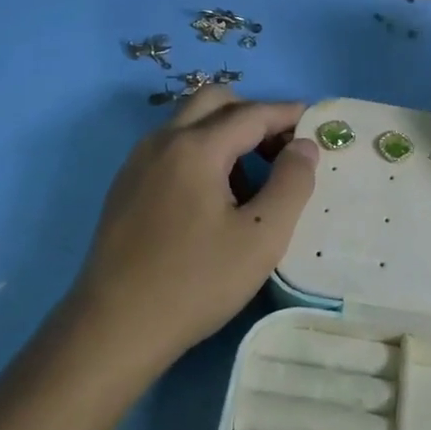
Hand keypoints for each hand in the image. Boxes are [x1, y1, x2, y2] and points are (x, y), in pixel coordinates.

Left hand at [70, 88, 318, 372]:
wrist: (114, 328)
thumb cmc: (196, 282)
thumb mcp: (260, 237)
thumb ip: (291, 183)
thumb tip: (304, 146)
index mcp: (195, 147)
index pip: (252, 113)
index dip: (288, 115)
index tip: (316, 125)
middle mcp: (162, 141)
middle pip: (215, 101)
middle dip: (253, 114)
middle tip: (281, 150)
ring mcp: (137, 163)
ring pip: (189, 123)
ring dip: (226, 133)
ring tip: (251, 182)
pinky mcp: (125, 186)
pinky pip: (171, 148)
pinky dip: (201, 152)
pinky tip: (213, 200)